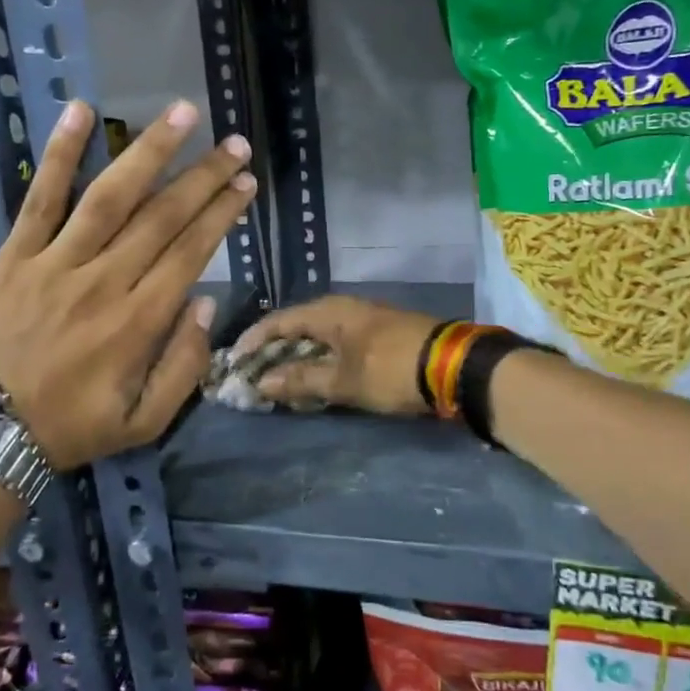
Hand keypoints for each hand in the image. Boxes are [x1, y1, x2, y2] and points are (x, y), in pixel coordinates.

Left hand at [0, 98, 255, 467]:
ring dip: (149, 151)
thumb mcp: (145, 422)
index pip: (191, 252)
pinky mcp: (15, 255)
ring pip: (111, 196)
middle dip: (204, 176)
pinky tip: (81, 112)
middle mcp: (104, 282)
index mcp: (139, 322)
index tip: (246, 183)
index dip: (222, 213)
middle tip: (235, 144)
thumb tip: (205, 305)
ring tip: (181, 114)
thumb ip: (184, 368)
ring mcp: (56, 263)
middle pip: (163, 216)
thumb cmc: (71, 427)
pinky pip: (40, 198)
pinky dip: (61, 155)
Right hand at [233, 295, 442, 415]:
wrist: (454, 365)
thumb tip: (262, 382)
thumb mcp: (343, 379)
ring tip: (281, 382)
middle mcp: (343, 308)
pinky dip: (322, 360)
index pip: (279, 321)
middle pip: (298, 327)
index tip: (234, 362)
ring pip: (319, 337)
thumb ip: (302, 379)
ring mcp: (364, 320)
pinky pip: (338, 345)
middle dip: (274, 351)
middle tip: (255, 376)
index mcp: (329, 311)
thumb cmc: (391, 368)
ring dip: (299, 358)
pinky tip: (318, 379)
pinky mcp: (380, 336)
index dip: (254, 340)